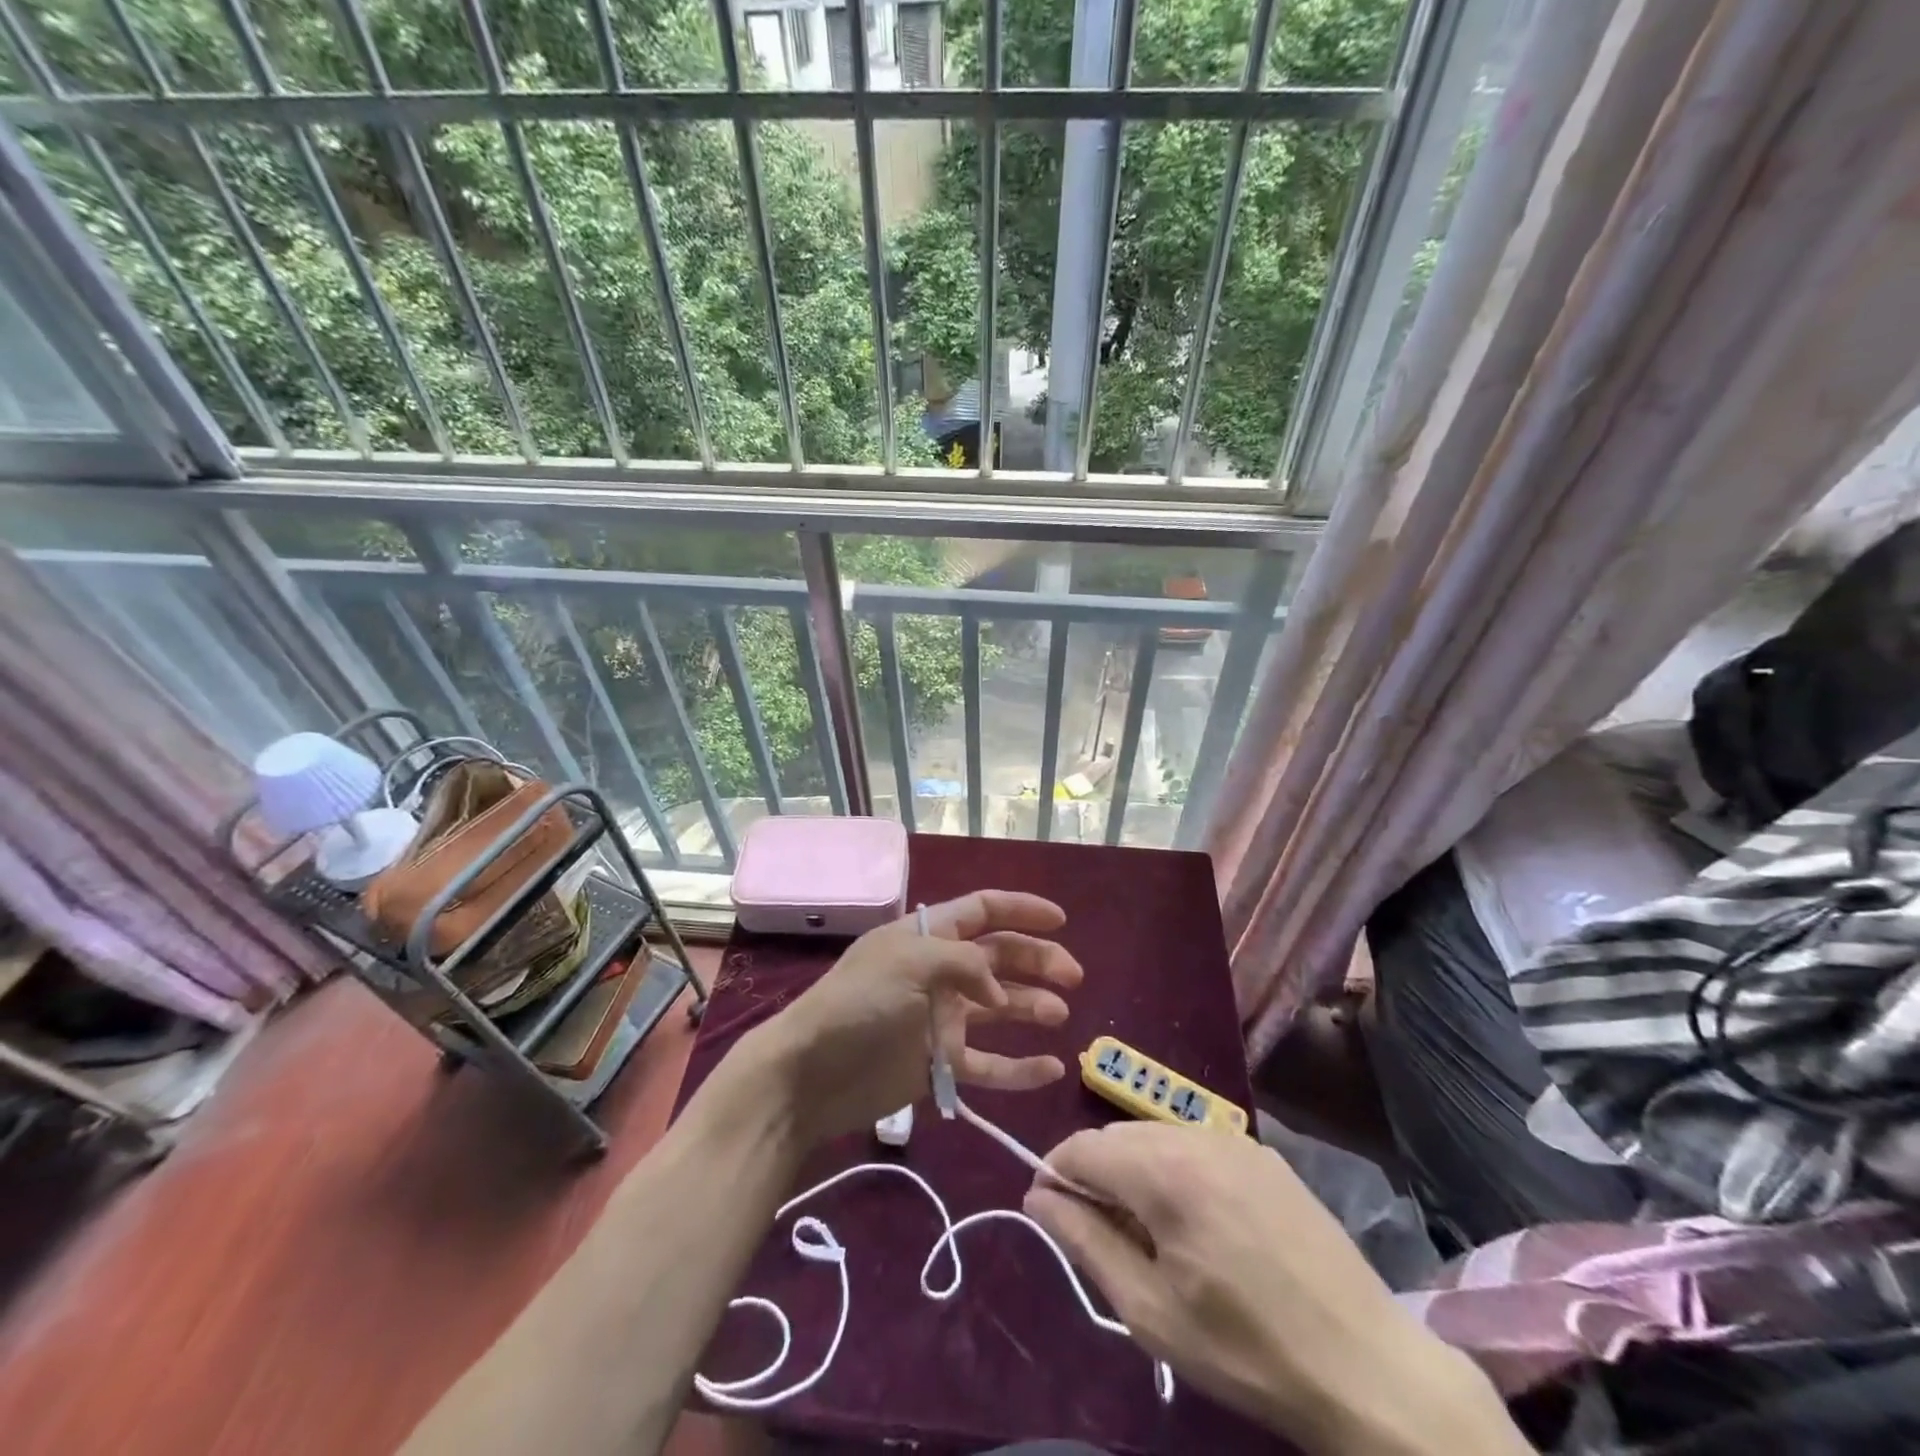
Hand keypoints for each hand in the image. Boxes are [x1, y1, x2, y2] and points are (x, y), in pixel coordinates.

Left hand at [748, 890, 1083, 1145]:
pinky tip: (1051, 1069)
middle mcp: (940, 973)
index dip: (1021, 911)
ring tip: (1060, 1015)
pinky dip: (1020, 1069)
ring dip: (1032, 1008)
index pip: (983, 911)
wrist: (811, 1074)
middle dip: (1037, 961)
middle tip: (1073, 976)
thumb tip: (1000, 996)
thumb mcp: (910, 962)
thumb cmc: (859, 1003)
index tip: (1061, 920)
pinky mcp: (940, 1065)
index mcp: (929, 938)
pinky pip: (989, 1065)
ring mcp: (941, 1020)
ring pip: (999, 1010)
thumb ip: (965, 965)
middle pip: (999, 959)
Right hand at [1024, 1123, 1526, 1455]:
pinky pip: (1195, 1146)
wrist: (1367, 1367)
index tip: (1054, 1217)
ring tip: (1150, 1234)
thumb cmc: (1246, 1350)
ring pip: (1154, 1137)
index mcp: (1163, 1170)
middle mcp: (1194, 1135)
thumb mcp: (1149, 1311)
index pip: (1081, 1147)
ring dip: (1135, 1172)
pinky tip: (1198, 1223)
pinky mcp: (1263, 1155)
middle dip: (1095, 1175)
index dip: (1055, 1176)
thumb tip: (1038, 1197)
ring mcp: (1234, 1140)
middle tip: (1103, 1237)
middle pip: (1116, 1137)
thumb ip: (1085, 1241)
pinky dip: (1175, 1170)